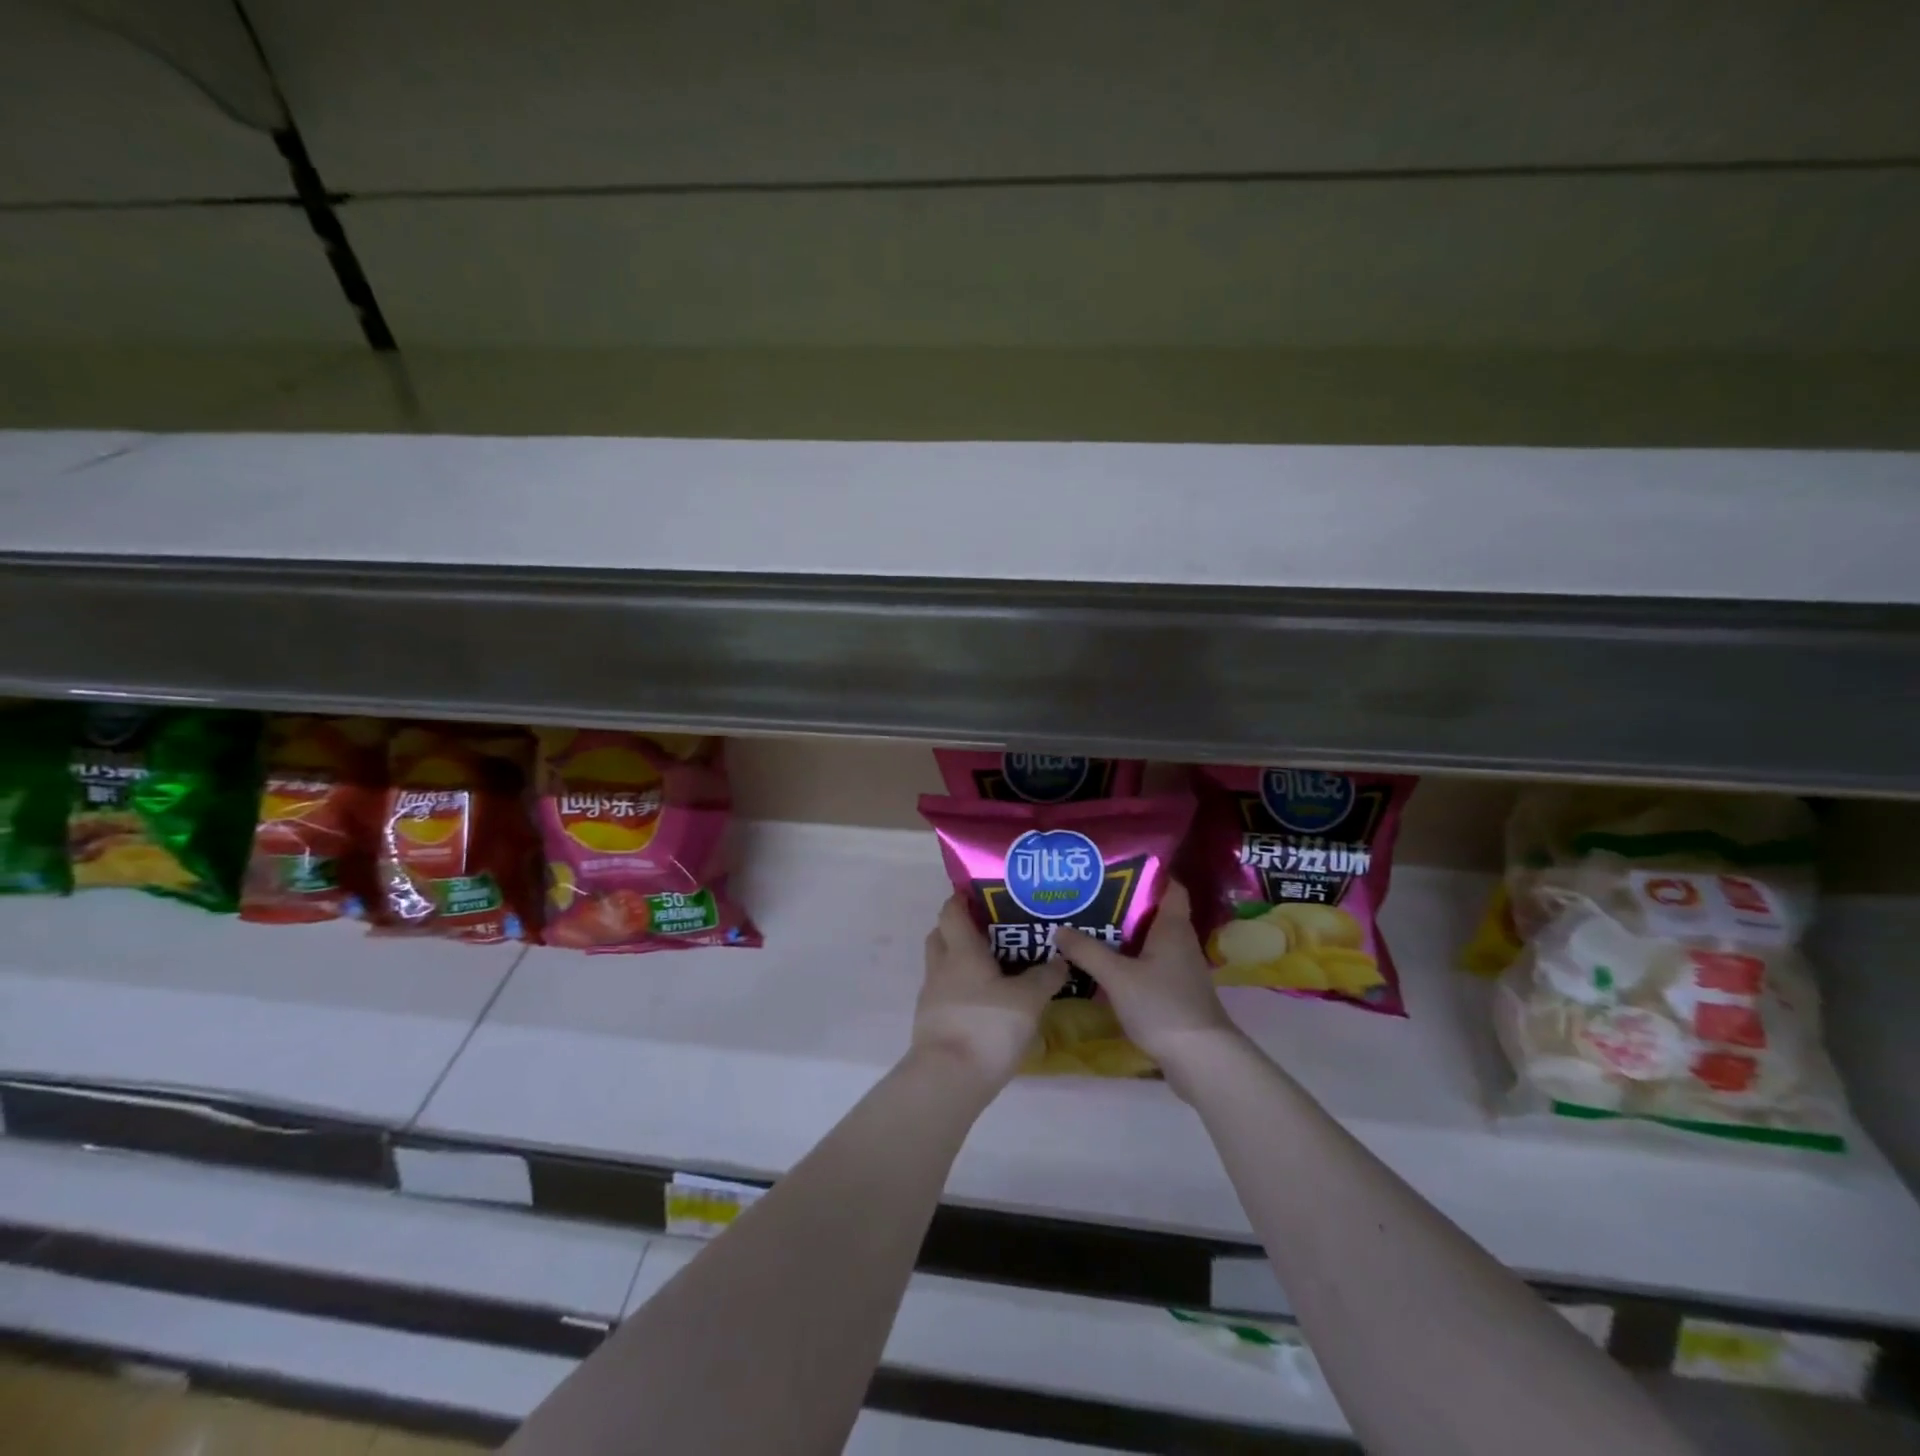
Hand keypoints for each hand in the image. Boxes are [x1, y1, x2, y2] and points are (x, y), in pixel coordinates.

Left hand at [915, 894, 1067, 1091]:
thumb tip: (1061, 959)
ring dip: (961, 962)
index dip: (961, 899)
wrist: (949, 1079)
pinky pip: (946, 994)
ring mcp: (932, 997)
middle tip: (991, 931)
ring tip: (994, 969)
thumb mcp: (1028, 1000)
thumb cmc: (987, 1026)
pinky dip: (962, 991)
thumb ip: (1045, 977)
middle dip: (960, 929)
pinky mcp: (932, 1024)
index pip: (951, 911)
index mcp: (960, 951)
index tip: (982, 895)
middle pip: (941, 935)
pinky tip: (986, 1004)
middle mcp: (941, 967)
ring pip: (942, 966)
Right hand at [1054, 883, 1244, 1075]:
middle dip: (1123, 904)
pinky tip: (1103, 966)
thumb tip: (1058, 929)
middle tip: (1088, 896)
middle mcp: (1180, 942)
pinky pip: (1149, 964)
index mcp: (1172, 927)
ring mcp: (1180, 968)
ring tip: (1088, 926)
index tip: (1116, 868)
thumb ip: (1087, 951)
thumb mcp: (1118, 976)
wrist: (1201, 1059)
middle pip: (1153, 912)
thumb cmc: (1162, 1006)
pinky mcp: (1175, 992)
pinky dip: (1128, 960)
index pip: (1169, 886)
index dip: (1148, 873)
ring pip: (1149, 940)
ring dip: (1123, 934)